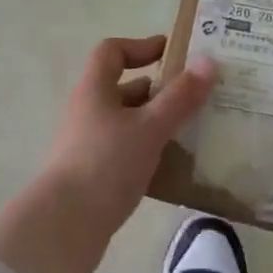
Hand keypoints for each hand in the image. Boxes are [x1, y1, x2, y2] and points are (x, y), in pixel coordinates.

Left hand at [37, 35, 216, 236]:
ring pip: (128, 123)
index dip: (141, 46)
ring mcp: (88, 144)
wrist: (65, 226)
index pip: (112, 51)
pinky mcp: (93, 174)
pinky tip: (175, 167)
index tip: (173, 54)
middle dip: (159, 90)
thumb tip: (208, 61)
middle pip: (124, 88)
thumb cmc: (106, 164)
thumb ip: (180, 96)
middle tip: (197, 97)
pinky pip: (126, 152)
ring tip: (194, 131)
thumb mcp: (150, 127)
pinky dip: (149, 152)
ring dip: (157, 123)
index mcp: (95, 90)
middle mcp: (88, 111)